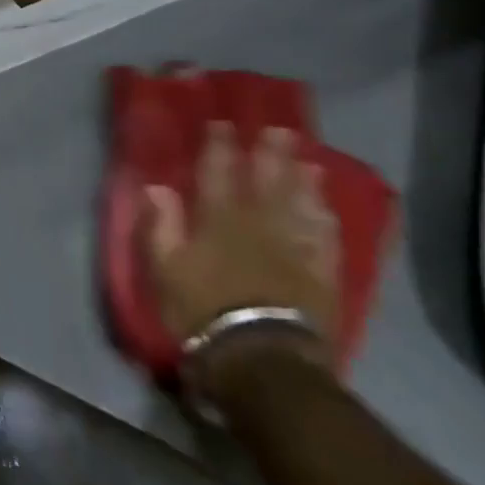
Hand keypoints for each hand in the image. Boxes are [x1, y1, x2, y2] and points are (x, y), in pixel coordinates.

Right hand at [141, 123, 340, 397]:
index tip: (222, 123)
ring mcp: (294, 248)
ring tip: (308, 159)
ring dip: (303, 180)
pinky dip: (326, 219)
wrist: (262, 361)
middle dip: (271, 153)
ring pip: (300, 204)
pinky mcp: (321, 276)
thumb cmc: (202, 312)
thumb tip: (157, 186)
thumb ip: (161, 225)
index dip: (219, 146)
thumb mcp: (165, 270)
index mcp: (217, 219)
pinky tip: (328, 208)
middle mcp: (259, 224)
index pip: (217, 172)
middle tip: (279, 129)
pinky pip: (326, 239)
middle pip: (267, 180)